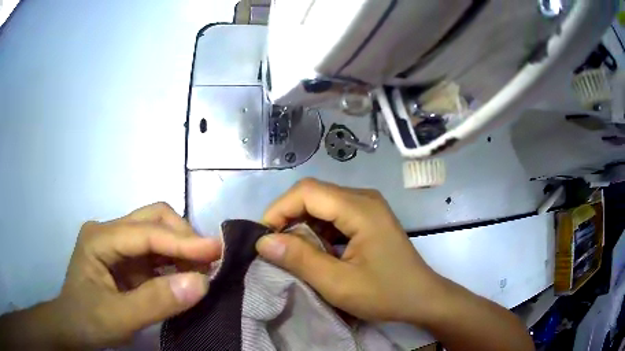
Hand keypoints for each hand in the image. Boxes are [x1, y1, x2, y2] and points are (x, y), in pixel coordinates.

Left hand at [0, 203, 221, 349]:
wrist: (73, 328)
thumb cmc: (88, 321)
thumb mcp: (118, 318)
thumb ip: (156, 302)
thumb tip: (201, 283)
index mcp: (100, 238)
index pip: (146, 232)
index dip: (182, 241)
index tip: (218, 250)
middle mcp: (109, 231)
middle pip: (152, 218)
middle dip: (183, 236)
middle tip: (209, 260)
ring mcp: (117, 244)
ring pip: (156, 232)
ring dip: (182, 248)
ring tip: (203, 268)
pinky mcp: (126, 258)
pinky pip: (156, 252)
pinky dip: (175, 261)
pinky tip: (186, 275)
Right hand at [255, 179, 444, 323]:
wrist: (422, 298)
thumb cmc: (385, 294)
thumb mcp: (338, 284)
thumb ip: (300, 260)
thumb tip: (263, 241)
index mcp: (360, 208)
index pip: (307, 192)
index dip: (279, 210)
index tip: (264, 238)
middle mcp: (364, 198)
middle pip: (313, 194)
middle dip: (288, 217)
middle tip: (274, 247)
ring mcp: (368, 207)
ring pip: (322, 204)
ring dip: (302, 224)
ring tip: (292, 251)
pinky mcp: (369, 218)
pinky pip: (334, 214)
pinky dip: (317, 229)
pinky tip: (315, 250)